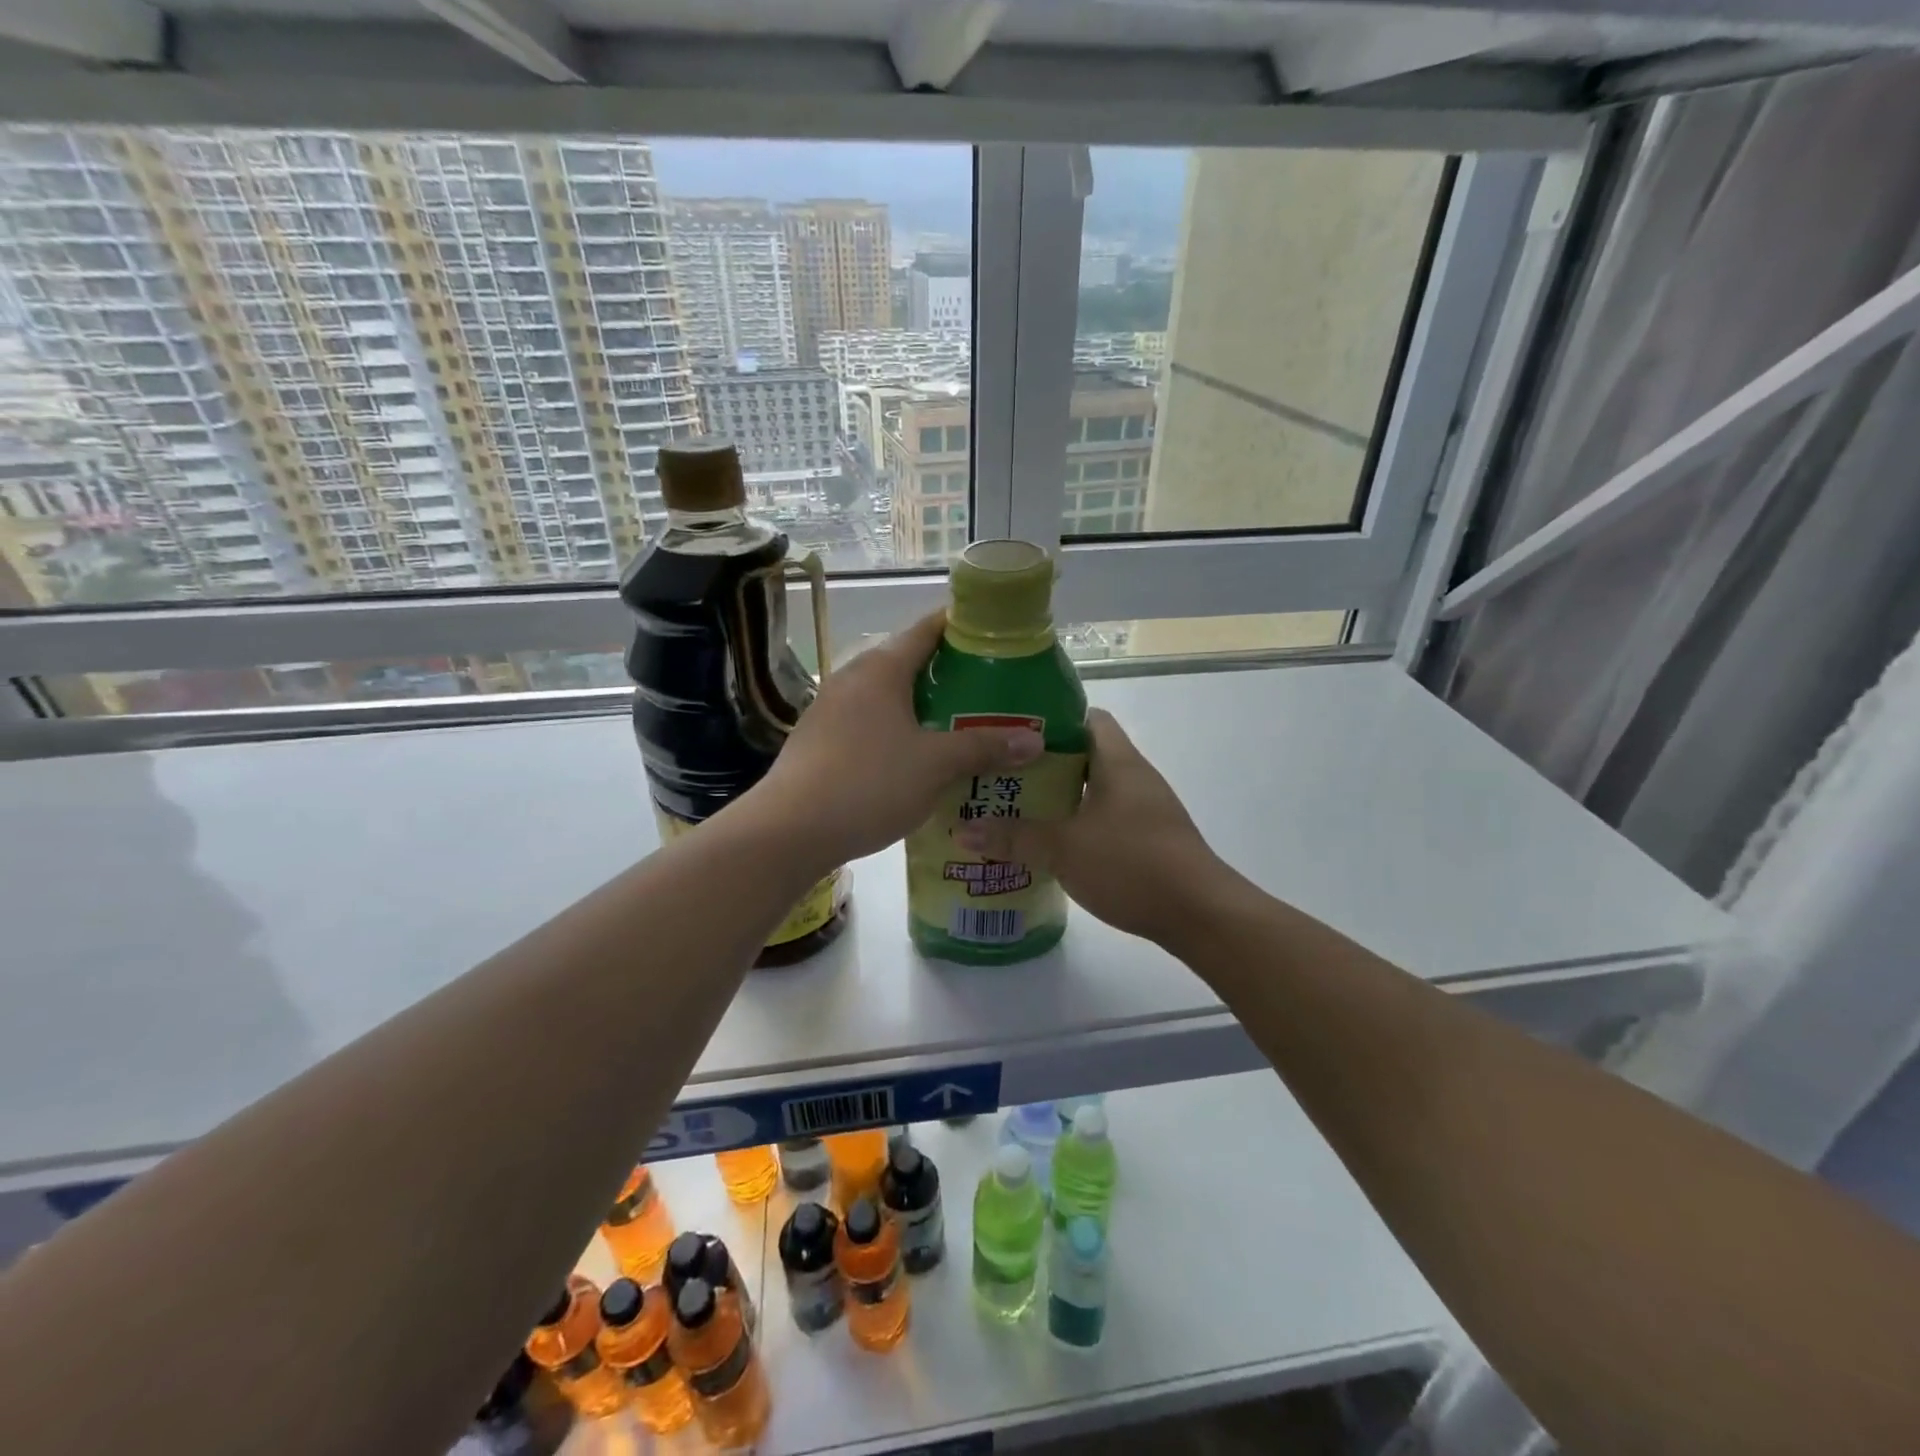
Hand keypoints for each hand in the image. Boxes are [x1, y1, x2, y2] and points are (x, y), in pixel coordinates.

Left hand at [746, 612, 1042, 868]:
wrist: (788, 830)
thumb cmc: (867, 784)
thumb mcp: (935, 765)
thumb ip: (983, 748)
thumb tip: (1034, 740)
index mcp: (882, 668)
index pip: (928, 628)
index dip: (963, 626)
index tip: (997, 635)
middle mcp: (853, 677)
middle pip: (909, 661)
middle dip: (950, 672)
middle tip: (992, 689)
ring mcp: (831, 708)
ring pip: (888, 695)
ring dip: (923, 705)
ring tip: (962, 723)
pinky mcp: (820, 738)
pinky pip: (870, 721)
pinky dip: (898, 728)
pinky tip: (917, 756)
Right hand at [954, 709, 1222, 946]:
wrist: (1200, 914)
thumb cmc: (1132, 865)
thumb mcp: (1064, 850)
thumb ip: (1014, 837)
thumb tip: (962, 830)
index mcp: (1118, 762)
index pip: (1087, 718)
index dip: (1050, 720)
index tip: (1011, 734)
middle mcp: (1134, 777)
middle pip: (1085, 755)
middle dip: (1043, 764)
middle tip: (1000, 775)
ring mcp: (1145, 809)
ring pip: (1093, 790)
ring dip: (1059, 797)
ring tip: (1015, 808)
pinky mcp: (1149, 839)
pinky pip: (1105, 818)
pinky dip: (1077, 823)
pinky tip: (1050, 843)